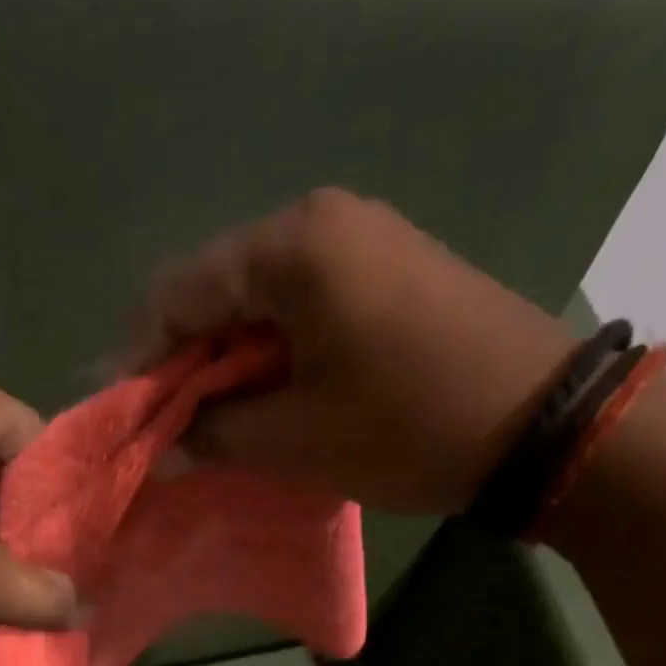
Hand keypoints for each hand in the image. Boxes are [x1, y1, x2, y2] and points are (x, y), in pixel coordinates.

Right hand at [132, 188, 578, 513]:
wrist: (538, 424)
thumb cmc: (405, 427)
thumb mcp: (294, 439)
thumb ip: (213, 433)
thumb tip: (164, 443)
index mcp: (291, 249)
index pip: (177, 292)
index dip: (139, 357)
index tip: (126, 415)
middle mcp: (320, 223)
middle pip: (215, 290)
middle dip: (183, 362)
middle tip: (169, 427)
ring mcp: (359, 241)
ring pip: (256, 301)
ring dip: (226, 362)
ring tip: (214, 423)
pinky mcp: (385, 271)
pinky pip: (299, 306)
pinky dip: (269, 354)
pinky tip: (265, 399)